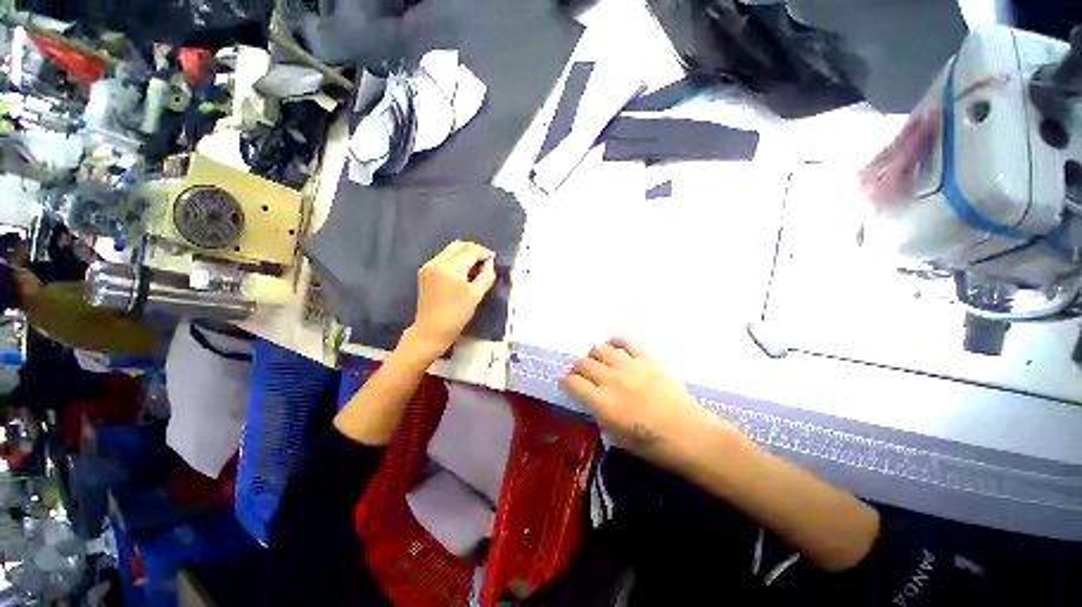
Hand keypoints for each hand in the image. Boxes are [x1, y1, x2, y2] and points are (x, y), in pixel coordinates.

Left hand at [405, 241, 496, 359]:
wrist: (431, 330)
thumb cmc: (457, 314)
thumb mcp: (476, 295)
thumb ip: (486, 276)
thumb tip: (490, 263)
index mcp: (451, 267)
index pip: (470, 251)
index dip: (484, 252)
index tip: (493, 258)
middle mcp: (437, 262)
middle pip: (458, 245)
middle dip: (473, 249)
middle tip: (485, 260)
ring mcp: (429, 266)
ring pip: (450, 250)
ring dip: (464, 253)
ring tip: (475, 266)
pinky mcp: (425, 272)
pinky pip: (443, 258)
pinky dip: (454, 259)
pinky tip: (462, 271)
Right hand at [561, 338, 738, 467]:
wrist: (687, 434)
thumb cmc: (650, 444)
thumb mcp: (615, 435)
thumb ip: (597, 412)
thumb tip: (589, 397)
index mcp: (602, 402)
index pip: (573, 382)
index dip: (566, 382)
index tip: (567, 383)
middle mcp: (611, 380)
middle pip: (583, 363)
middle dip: (577, 368)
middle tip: (581, 374)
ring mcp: (629, 366)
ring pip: (600, 348)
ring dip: (593, 355)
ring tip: (597, 361)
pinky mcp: (645, 359)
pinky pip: (625, 341)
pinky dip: (615, 342)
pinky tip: (614, 348)